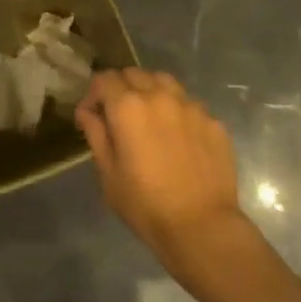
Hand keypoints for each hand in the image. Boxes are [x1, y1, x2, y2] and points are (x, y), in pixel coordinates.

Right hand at [76, 68, 253, 280]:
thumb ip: (96, 134)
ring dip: (150, 91)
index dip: (93, 94)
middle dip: (121, 88)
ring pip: (164, 82)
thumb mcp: (108, 174)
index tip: (91, 115)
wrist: (202, 227)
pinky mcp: (214, 121)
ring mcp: (190, 106)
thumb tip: (87, 112)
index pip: (104, 79)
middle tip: (118, 115)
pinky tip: (178, 137)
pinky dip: (177, 111)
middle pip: (134, 74)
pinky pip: (190, 104)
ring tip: (150, 117)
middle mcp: (159, 96)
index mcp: (128, 106)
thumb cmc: (145, 205)